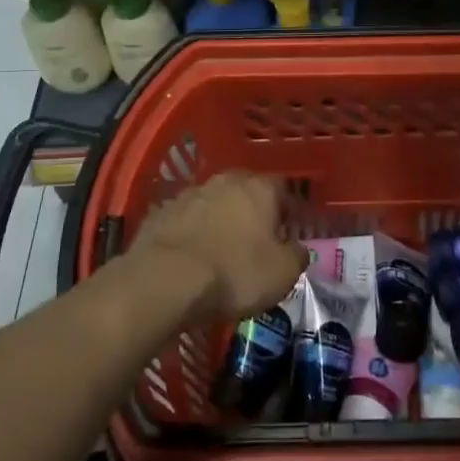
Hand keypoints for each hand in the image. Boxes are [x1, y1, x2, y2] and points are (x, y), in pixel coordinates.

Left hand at [129, 172, 307, 324]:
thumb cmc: (235, 273)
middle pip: (246, 191)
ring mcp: (190, 193)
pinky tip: (190, 257)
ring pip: (213, 203)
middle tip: (255, 241)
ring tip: (220, 251)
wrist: (165, 280)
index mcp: (260, 189)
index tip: (288, 234)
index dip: (287, 211)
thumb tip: (298, 249)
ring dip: (219, 220)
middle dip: (251, 212)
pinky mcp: (161, 212)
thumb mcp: (282, 274)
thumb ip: (297, 256)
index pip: (282, 189)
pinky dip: (191, 233)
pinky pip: (185, 220)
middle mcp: (226, 181)